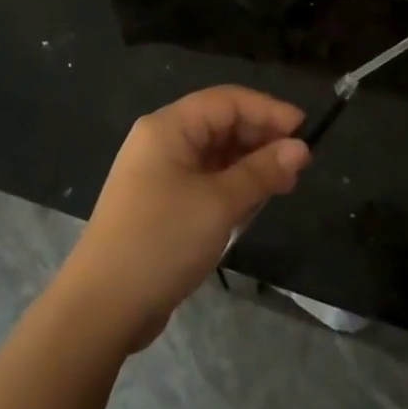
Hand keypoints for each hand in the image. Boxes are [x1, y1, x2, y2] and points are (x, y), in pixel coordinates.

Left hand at [61, 85, 309, 350]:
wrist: (102, 307)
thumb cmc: (161, 241)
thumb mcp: (219, 204)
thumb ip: (261, 172)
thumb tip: (300, 148)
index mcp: (168, 127)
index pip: (226, 101)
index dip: (268, 110)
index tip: (305, 129)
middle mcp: (161, 141)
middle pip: (220, 124)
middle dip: (261, 138)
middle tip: (299, 163)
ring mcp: (159, 173)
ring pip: (214, 154)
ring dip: (249, 164)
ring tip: (285, 184)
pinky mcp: (161, 203)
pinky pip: (205, 180)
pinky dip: (232, 185)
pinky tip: (255, 202)